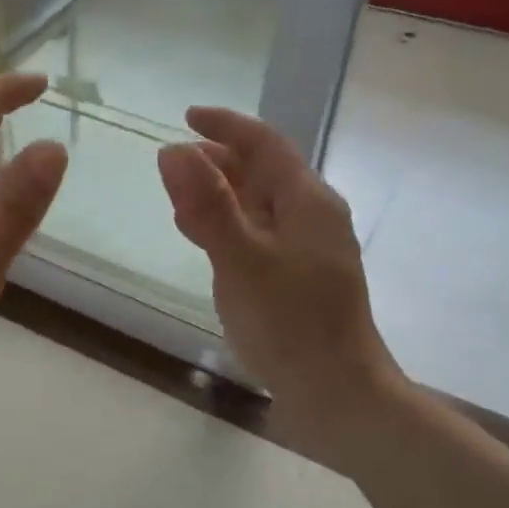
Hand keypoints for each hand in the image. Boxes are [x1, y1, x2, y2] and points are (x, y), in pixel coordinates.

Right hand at [158, 107, 399, 408]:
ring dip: (222, 193)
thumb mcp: (241, 260)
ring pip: (260, 203)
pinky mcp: (299, 277)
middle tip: (174, 162)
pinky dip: (229, 225)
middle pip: (263, 171)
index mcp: (306, 200)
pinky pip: (259, 233)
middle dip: (219, 160)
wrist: (336, 391)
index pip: (264, 143)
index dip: (225, 126)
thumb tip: (172, 150)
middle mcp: (312, 216)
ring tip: (181, 197)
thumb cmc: (290, 323)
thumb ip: (207, 206)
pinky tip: (206, 240)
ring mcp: (308, 248)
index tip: (185, 116)